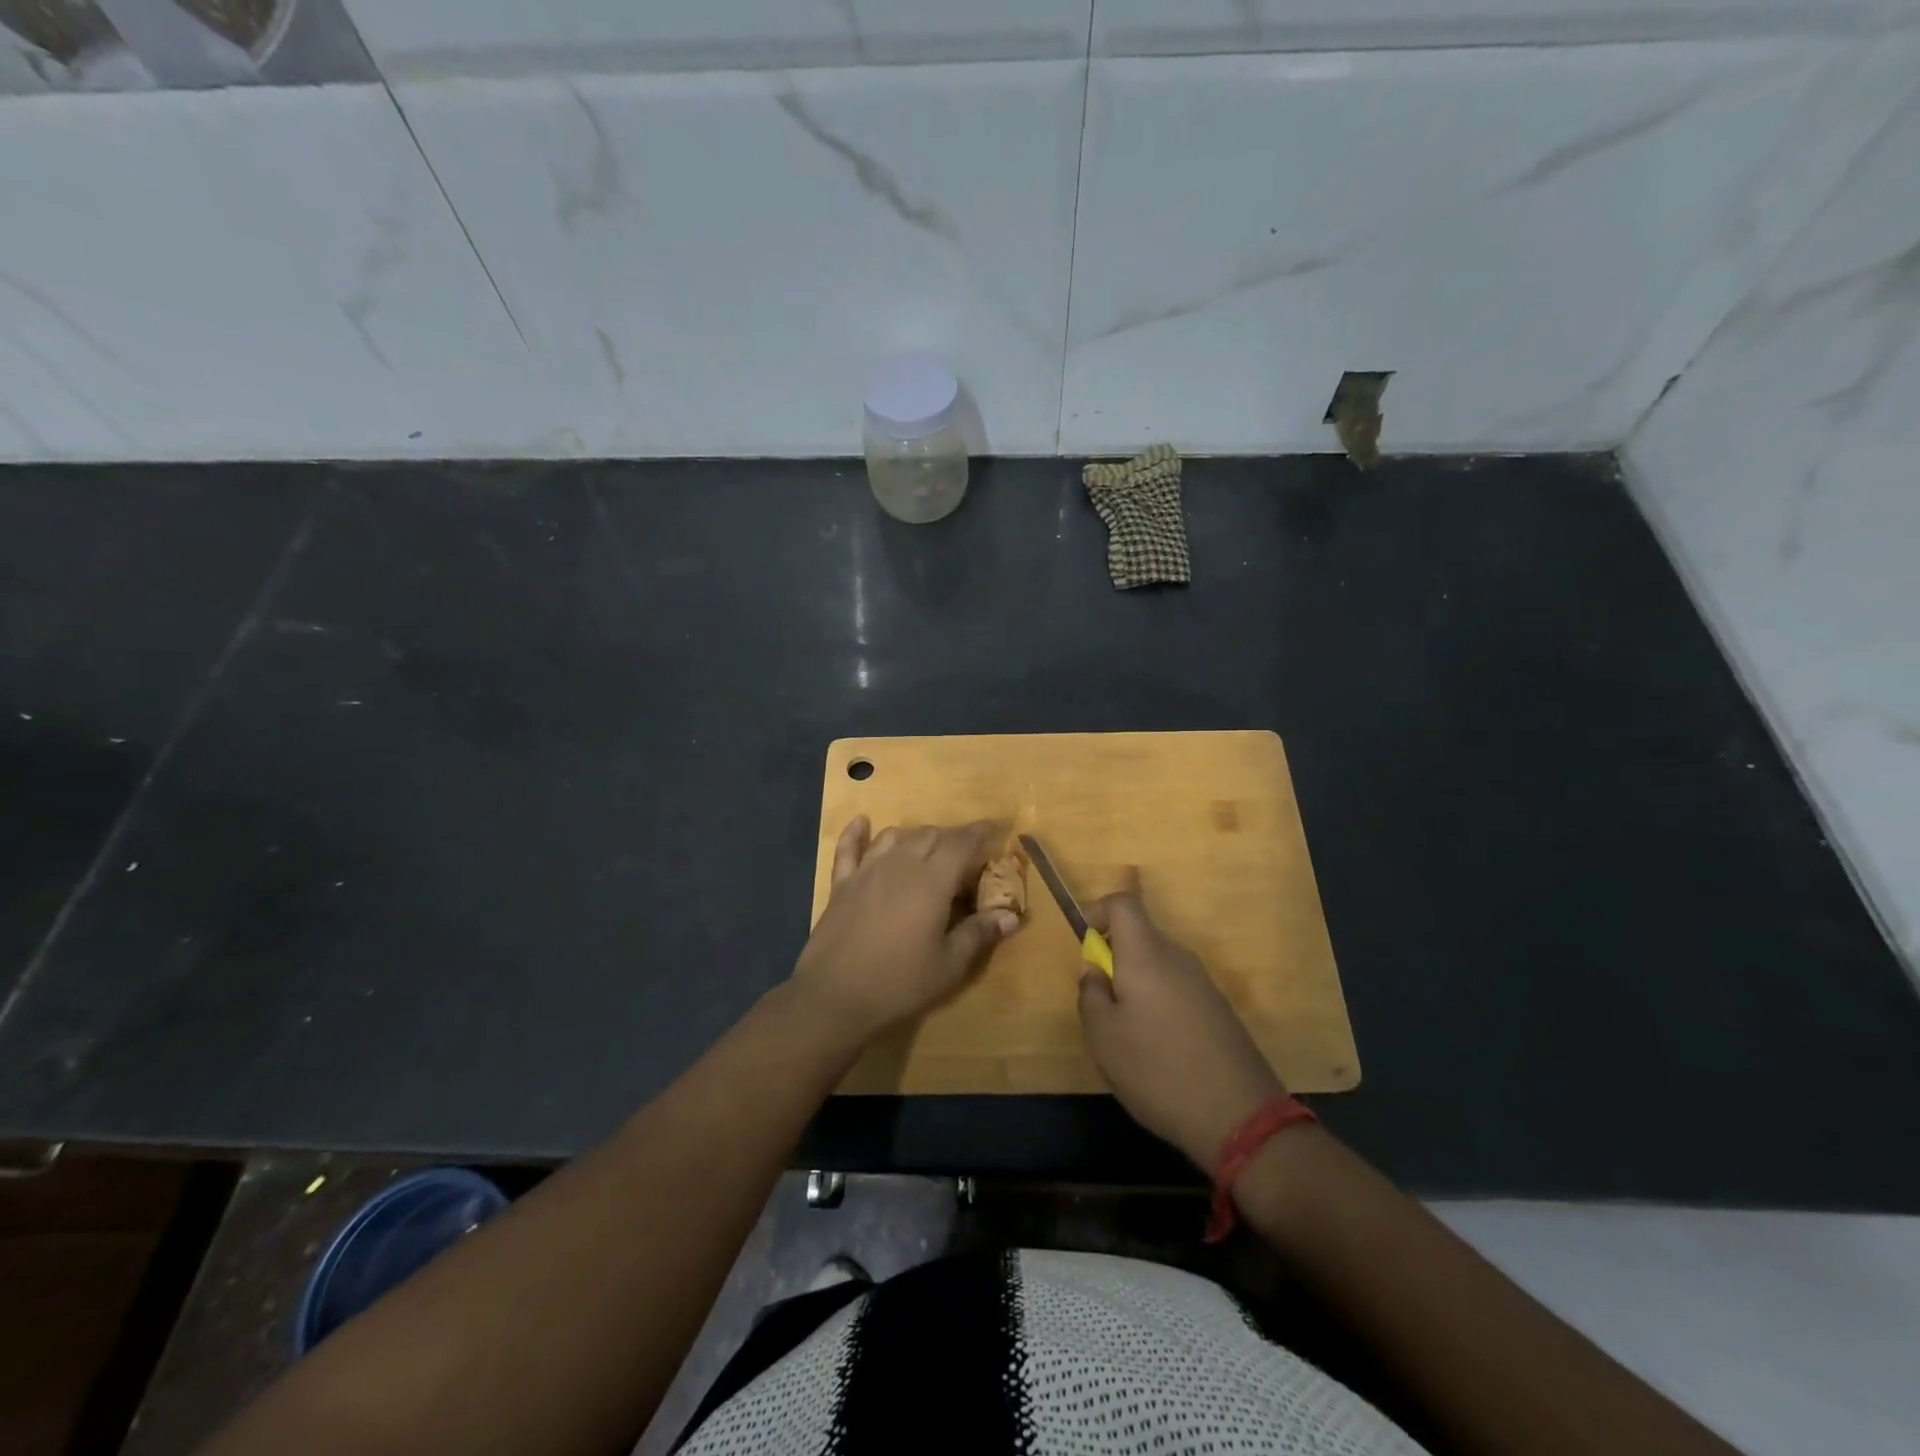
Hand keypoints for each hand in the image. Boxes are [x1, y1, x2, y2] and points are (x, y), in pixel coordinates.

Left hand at [791, 816, 1019, 1044]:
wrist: (835, 997)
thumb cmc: (899, 983)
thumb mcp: (949, 965)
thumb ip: (979, 934)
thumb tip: (1010, 917)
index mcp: (932, 880)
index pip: (962, 843)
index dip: (981, 832)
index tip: (996, 828)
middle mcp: (901, 864)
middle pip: (931, 835)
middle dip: (952, 838)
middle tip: (966, 858)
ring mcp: (867, 870)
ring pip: (896, 836)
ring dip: (916, 837)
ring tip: (927, 851)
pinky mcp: (842, 883)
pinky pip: (848, 848)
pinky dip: (856, 833)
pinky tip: (862, 822)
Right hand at [1078, 869, 1285, 1167]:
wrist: (1240, 1117)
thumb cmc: (1157, 1070)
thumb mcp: (1103, 1036)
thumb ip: (1091, 993)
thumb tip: (1095, 970)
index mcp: (1146, 954)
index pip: (1123, 903)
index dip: (1098, 912)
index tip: (1086, 948)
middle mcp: (1178, 957)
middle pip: (1140, 935)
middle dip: (1114, 958)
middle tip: (1101, 1004)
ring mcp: (1203, 983)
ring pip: (1158, 965)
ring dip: (1136, 985)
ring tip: (1128, 1035)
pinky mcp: (1219, 1009)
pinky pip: (1178, 988)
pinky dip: (1159, 1004)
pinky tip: (1160, 1050)